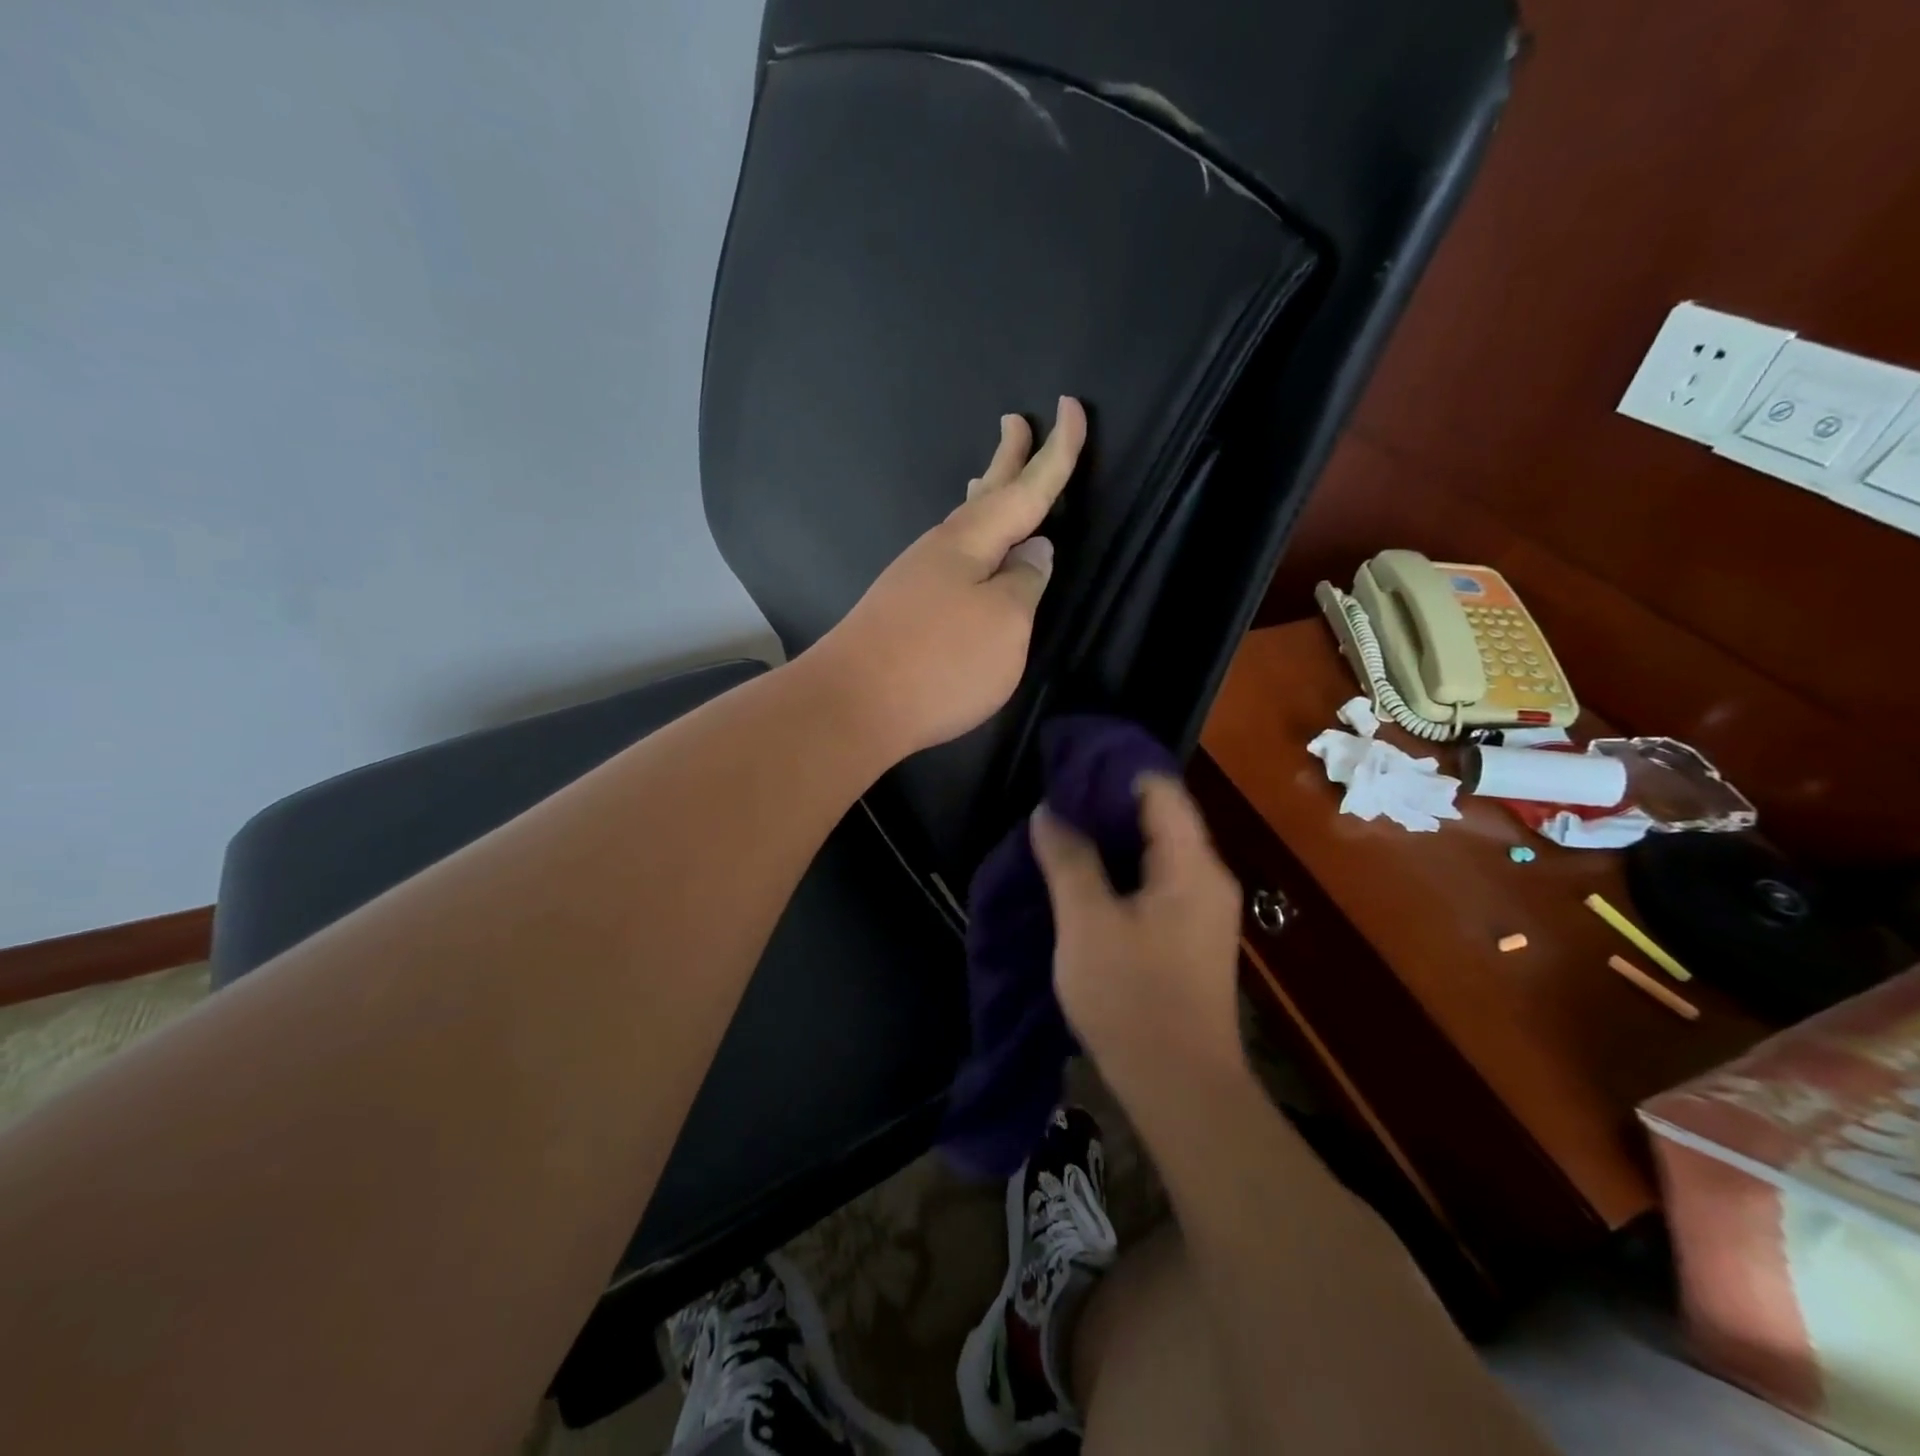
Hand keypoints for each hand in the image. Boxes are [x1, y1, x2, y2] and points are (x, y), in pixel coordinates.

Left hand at [810, 397, 1086, 758]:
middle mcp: (942, 548)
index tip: (1073, 406)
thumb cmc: (940, 662)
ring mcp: (917, 577)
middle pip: (986, 494)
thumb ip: (1025, 582)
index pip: (1027, 488)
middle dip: (1008, 458)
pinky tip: (969, 553)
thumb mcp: (1005, 623)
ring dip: (984, 497)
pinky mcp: (904, 607)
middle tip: (1017, 420)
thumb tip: (1034, 551)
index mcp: (972, 541)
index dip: (1057, 452)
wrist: (853, 705)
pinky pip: (950, 556)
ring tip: (992, 476)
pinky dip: (969, 541)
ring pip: (963, 525)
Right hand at [1030, 775, 1246, 1092]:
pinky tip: (1085, 876)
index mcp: (1192, 865)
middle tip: (1054, 798)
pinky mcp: (1190, 936)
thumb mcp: (1086, 922)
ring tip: (1060, 830)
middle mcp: (1208, 877)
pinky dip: (1122, 870)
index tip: (1066, 766)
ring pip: (1156, 852)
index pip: (1159, 789)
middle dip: (1106, 804)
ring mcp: (1203, 909)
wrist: (1180, 1090)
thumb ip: (1068, 860)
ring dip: (1111, 839)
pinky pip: (1156, 882)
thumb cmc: (1132, 998)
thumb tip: (1048, 811)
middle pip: (1160, 817)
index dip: (1112, 771)